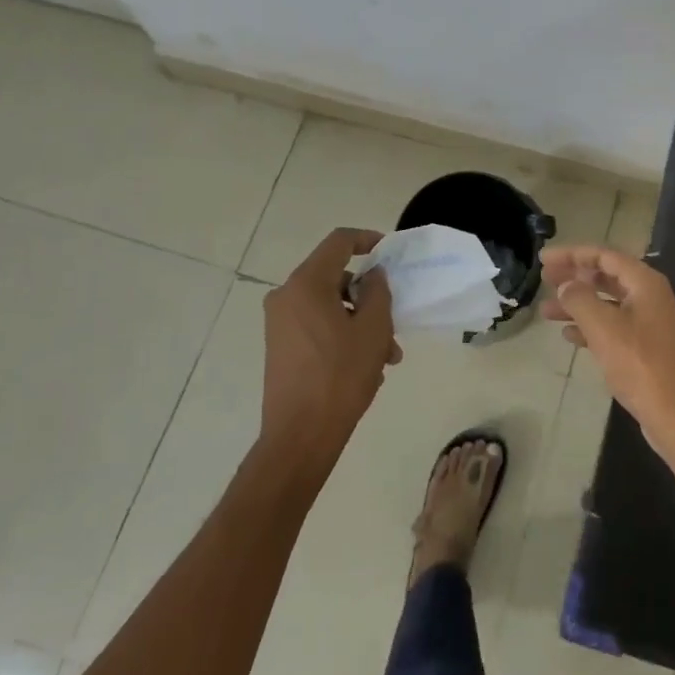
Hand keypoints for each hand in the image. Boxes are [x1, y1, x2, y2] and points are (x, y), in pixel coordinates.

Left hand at [260, 229, 400, 472]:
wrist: (300, 435)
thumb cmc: (340, 376)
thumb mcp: (372, 329)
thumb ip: (377, 292)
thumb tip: (373, 276)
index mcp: (306, 284)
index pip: (339, 242)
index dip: (367, 240)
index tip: (389, 253)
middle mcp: (286, 296)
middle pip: (335, 277)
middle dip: (369, 297)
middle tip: (394, 323)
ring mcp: (280, 323)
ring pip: (329, 306)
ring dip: (361, 322)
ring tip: (387, 357)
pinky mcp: (280, 346)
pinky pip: (317, 325)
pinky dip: (342, 335)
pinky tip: (365, 366)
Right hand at [540, 245, 674, 459]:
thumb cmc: (641, 365)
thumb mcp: (604, 328)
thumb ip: (580, 299)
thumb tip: (565, 284)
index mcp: (646, 284)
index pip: (604, 255)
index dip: (572, 254)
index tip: (543, 257)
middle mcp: (651, 297)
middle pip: (607, 277)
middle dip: (574, 277)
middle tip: (544, 278)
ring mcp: (652, 324)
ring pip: (608, 304)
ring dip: (578, 304)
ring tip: (546, 311)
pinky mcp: (648, 349)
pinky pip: (614, 327)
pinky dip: (591, 327)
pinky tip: (569, 336)